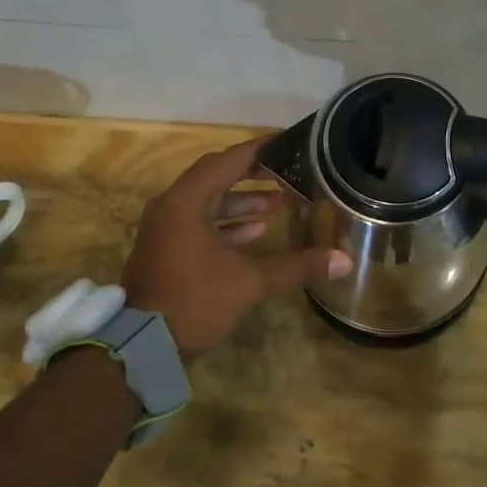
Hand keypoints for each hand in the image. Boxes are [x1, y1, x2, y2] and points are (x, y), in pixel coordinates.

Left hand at [123, 137, 352, 357]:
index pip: (230, 160)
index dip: (261, 149)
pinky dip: (227, 222)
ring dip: (243, 201)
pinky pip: (199, 221)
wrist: (141, 345)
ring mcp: (165, 226)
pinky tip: (257, 231)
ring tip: (280, 205)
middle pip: (218, 176)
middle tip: (288, 173)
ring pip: (209, 201)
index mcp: (187, 200)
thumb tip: (345, 260)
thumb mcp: (249, 282)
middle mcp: (172, 204)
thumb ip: (296, 266)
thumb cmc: (194, 301)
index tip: (289, 141)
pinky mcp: (165, 246)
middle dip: (255, 174)